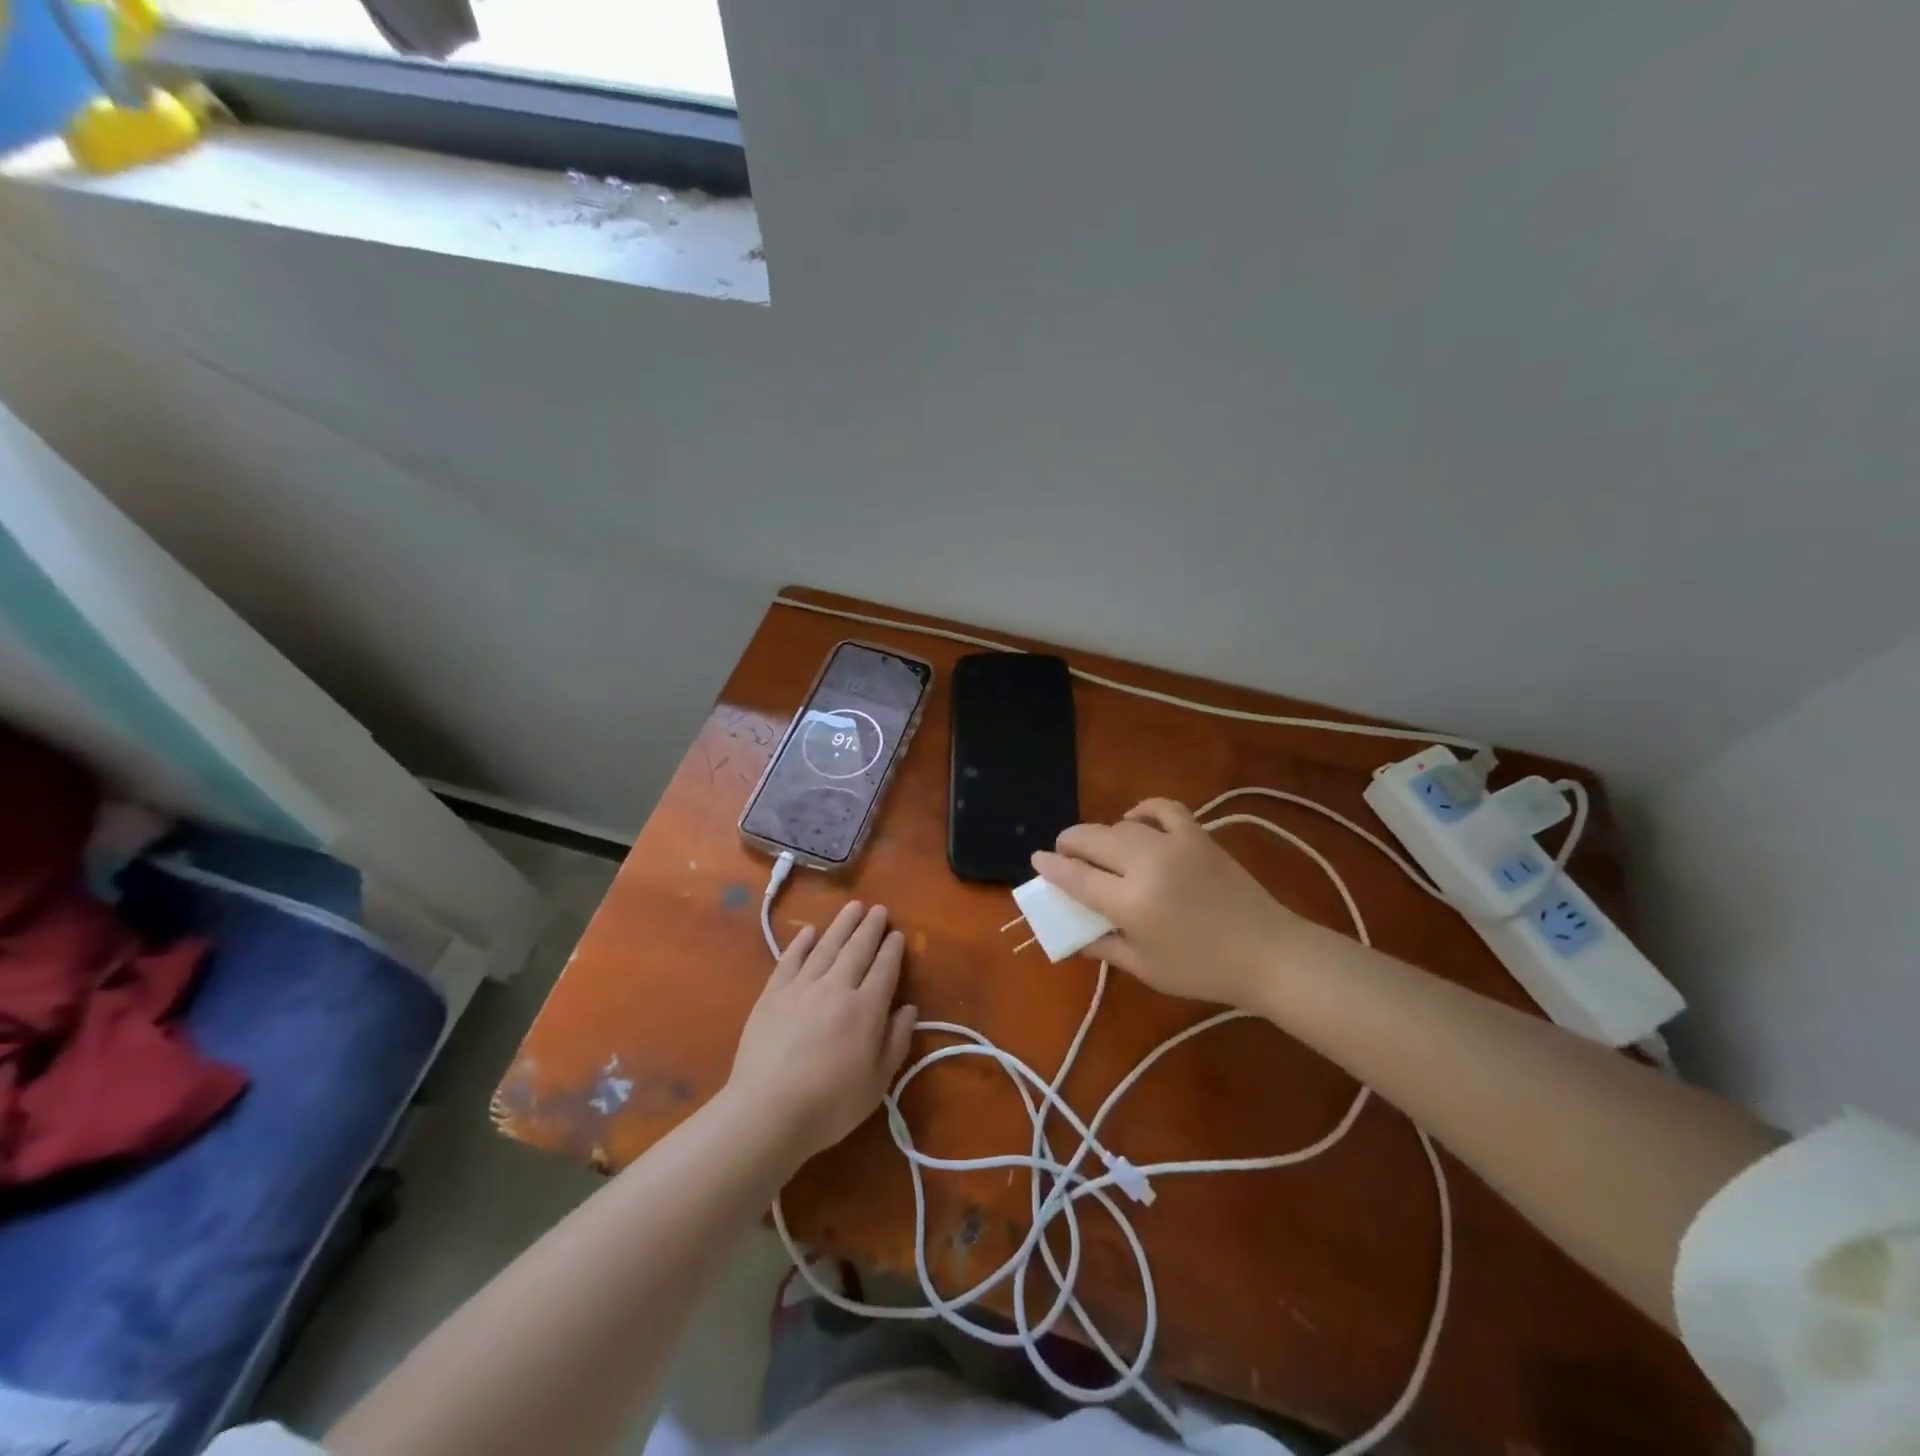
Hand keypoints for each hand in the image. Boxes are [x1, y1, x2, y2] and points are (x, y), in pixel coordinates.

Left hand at [727, 902, 916, 1162]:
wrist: (768, 1111)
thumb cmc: (830, 1104)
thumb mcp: (877, 1081)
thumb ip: (896, 1040)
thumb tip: (909, 1008)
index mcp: (866, 1008)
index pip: (884, 969)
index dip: (892, 949)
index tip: (897, 933)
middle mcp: (836, 987)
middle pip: (857, 949)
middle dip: (870, 927)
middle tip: (879, 909)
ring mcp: (801, 987)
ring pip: (826, 946)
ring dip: (841, 925)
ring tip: (853, 907)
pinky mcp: (772, 995)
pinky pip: (790, 960)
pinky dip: (801, 944)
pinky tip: (808, 932)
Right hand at [1031, 799, 1299, 1007]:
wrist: (1268, 953)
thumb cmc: (1203, 970)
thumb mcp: (1146, 968)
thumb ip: (1105, 948)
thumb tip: (1074, 937)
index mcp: (1130, 903)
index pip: (1076, 877)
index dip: (1050, 867)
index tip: (1036, 860)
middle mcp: (1146, 866)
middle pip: (1092, 840)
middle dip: (1069, 843)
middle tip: (1063, 854)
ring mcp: (1174, 845)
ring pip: (1121, 826)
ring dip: (1103, 835)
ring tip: (1101, 850)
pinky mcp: (1198, 836)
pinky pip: (1163, 808)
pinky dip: (1143, 810)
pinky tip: (1136, 822)